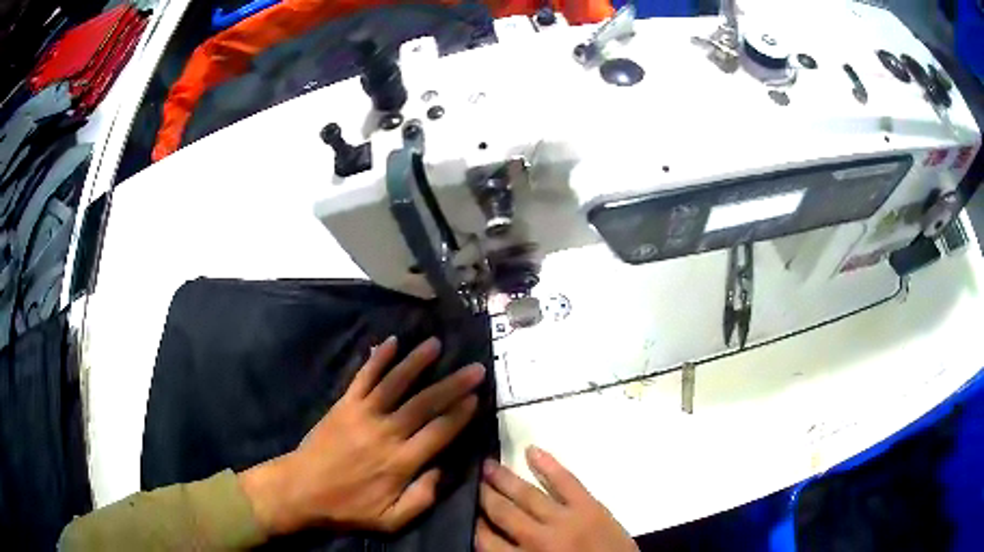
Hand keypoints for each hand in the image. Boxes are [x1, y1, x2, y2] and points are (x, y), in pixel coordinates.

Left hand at [239, 336, 485, 534]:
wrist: (301, 489)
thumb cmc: (348, 507)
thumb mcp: (390, 520)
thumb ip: (421, 499)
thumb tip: (441, 472)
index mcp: (400, 462)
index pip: (439, 432)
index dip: (460, 414)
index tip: (477, 397)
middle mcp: (385, 433)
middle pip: (424, 403)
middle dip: (453, 384)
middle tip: (475, 368)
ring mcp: (363, 414)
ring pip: (395, 383)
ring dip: (417, 362)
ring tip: (436, 344)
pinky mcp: (344, 405)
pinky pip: (363, 377)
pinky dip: (377, 358)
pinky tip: (391, 342)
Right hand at [477, 447, 637, 551]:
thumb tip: (489, 540)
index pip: (485, 540)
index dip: (474, 523)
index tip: (465, 509)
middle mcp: (537, 539)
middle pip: (502, 513)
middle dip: (484, 495)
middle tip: (472, 479)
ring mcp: (565, 520)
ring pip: (527, 495)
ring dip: (504, 478)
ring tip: (487, 465)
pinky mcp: (590, 507)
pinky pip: (565, 481)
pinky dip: (548, 465)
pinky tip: (531, 451)